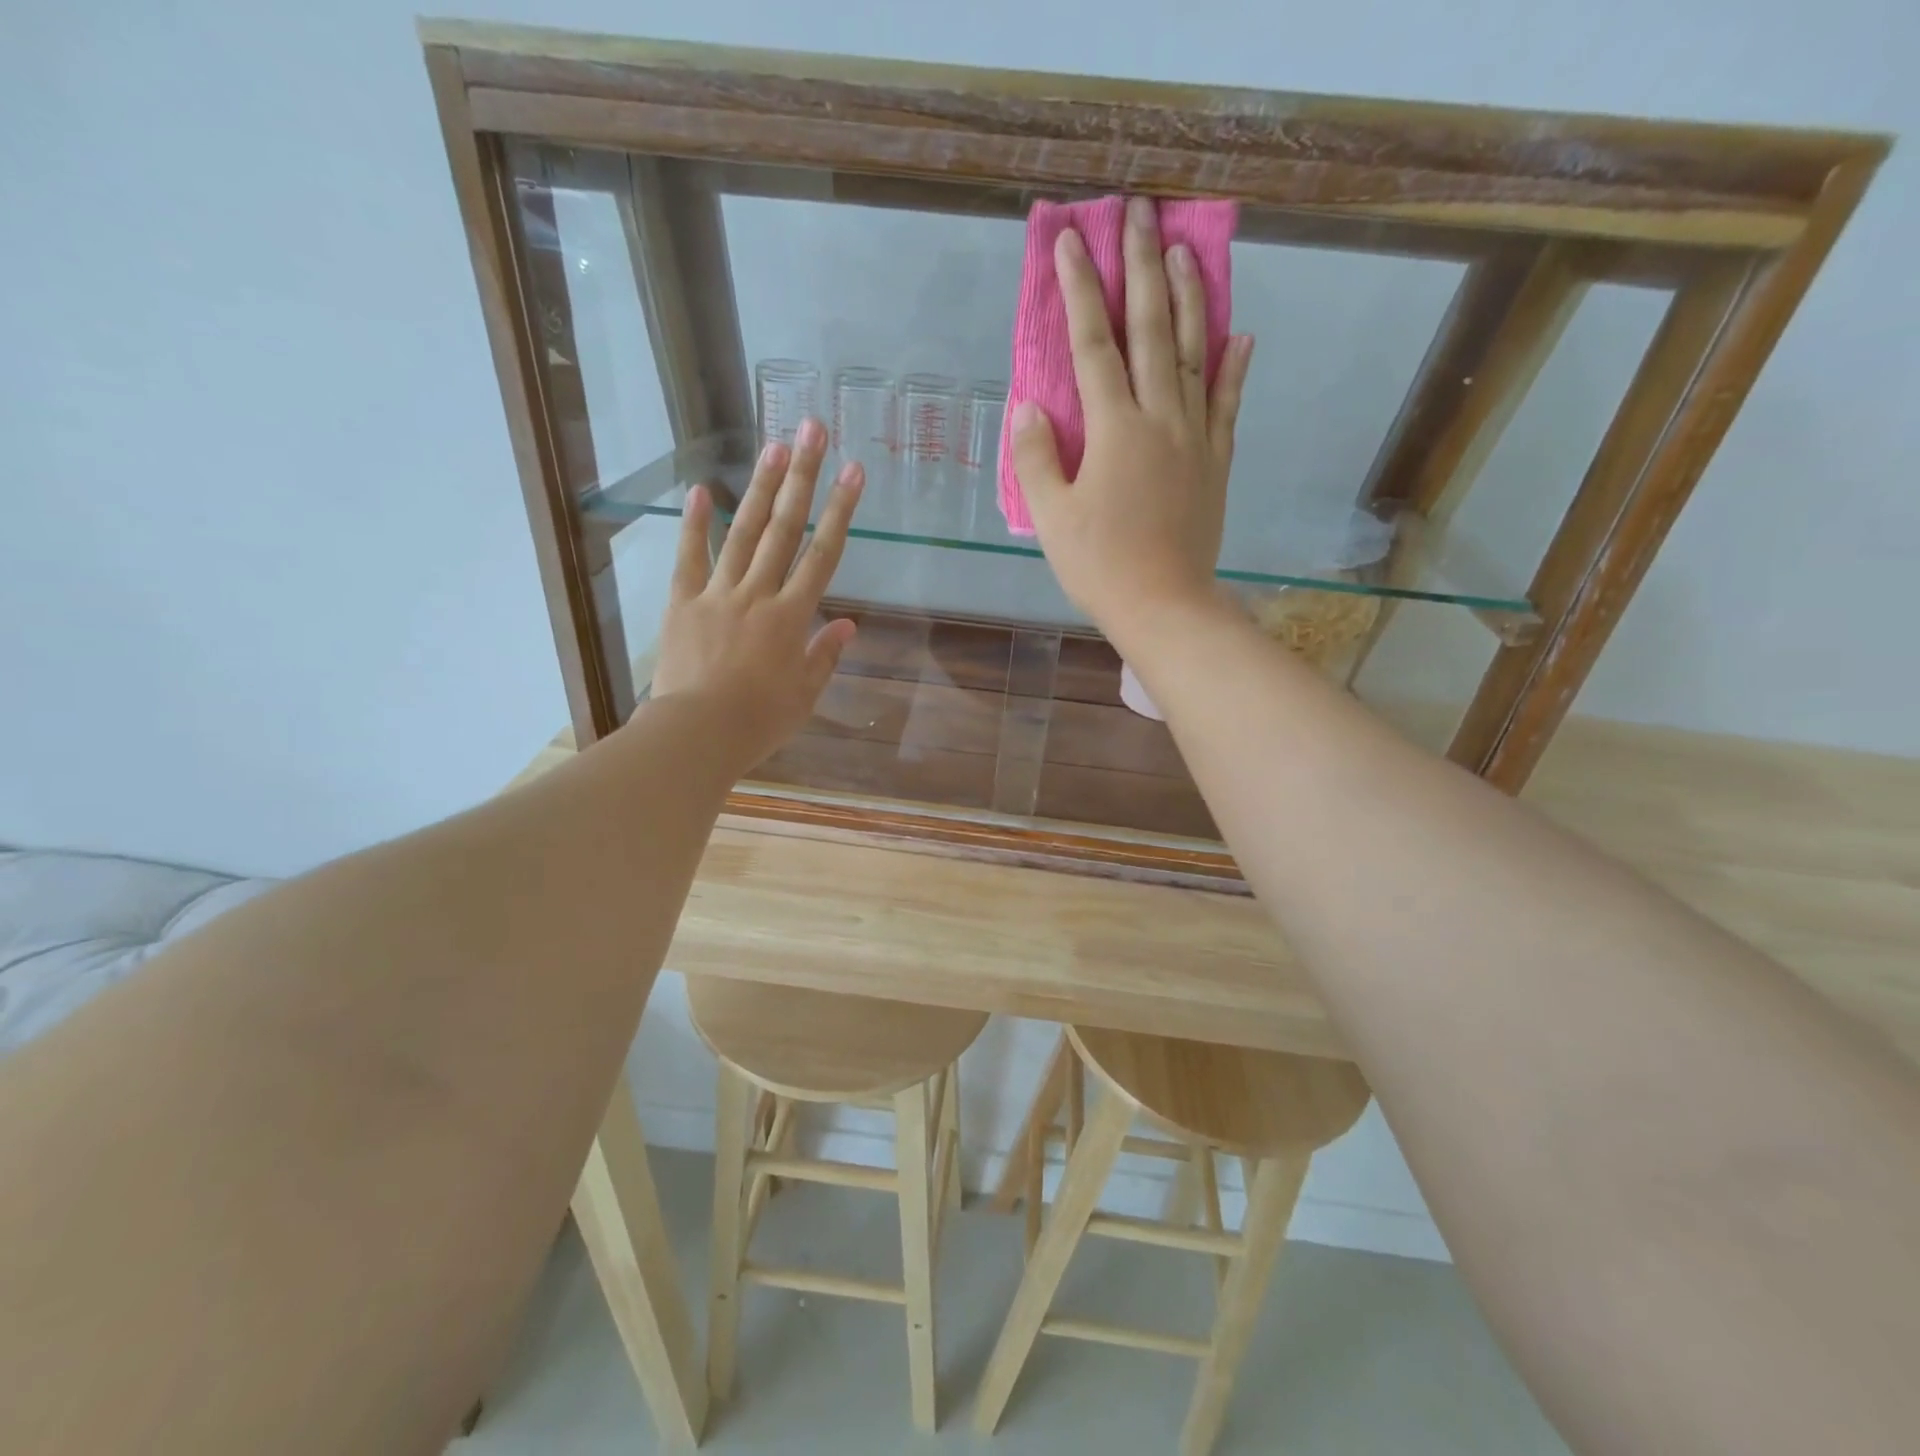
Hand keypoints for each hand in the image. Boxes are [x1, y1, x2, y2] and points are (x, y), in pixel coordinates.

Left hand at [649, 418, 861, 767]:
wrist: (696, 734)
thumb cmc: (758, 722)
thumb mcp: (804, 695)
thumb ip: (825, 655)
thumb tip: (847, 625)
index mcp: (792, 617)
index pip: (823, 555)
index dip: (841, 511)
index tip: (854, 472)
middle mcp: (758, 594)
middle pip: (784, 528)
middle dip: (802, 477)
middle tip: (812, 431)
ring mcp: (717, 594)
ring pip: (743, 533)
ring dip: (759, 487)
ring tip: (773, 444)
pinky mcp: (682, 603)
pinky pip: (689, 558)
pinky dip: (694, 524)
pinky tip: (701, 489)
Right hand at [1009, 195, 1252, 633]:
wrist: (1165, 605)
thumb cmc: (1100, 566)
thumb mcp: (1052, 517)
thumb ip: (1038, 458)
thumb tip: (1029, 406)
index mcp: (1115, 429)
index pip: (1093, 345)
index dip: (1080, 290)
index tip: (1072, 240)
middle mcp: (1160, 418)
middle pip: (1151, 330)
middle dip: (1142, 268)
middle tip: (1140, 212)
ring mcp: (1196, 437)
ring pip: (1195, 354)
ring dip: (1189, 298)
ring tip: (1184, 250)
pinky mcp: (1216, 462)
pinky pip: (1227, 404)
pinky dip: (1234, 368)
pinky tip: (1241, 336)